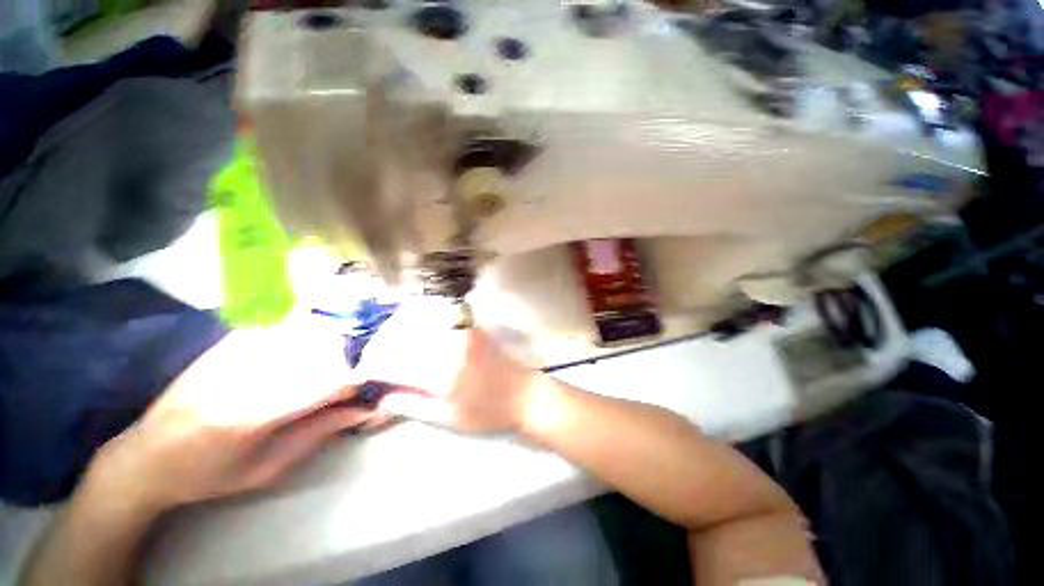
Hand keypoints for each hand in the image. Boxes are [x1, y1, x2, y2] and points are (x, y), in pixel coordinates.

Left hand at [88, 323, 384, 513]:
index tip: (369, 385)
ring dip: (331, 336)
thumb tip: (364, 409)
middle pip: (317, 351)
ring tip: (343, 347)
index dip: (354, 382)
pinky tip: (314, 328)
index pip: (323, 385)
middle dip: (349, 356)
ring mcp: (232, 353)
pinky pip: (277, 324)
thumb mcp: (266, 468)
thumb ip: (318, 433)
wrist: (144, 458)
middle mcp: (245, 376)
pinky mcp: (225, 344)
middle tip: (362, 364)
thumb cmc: (209, 475)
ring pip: (301, 330)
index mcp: (252, 416)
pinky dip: (303, 324)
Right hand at [357, 298, 542, 433]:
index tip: (362, 375)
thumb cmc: (488, 413)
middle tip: (373, 363)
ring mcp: (462, 332)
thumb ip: (411, 404)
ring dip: (398, 338)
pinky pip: (438, 322)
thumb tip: (380, 397)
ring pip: (418, 327)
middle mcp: (449, 345)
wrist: (524, 394)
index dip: (372, 367)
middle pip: (402, 339)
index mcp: (441, 373)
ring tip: (390, 352)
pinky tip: (414, 339)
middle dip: (381, 350)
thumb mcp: (447, 418)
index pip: (393, 362)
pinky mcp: (471, 327)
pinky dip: (420, 329)